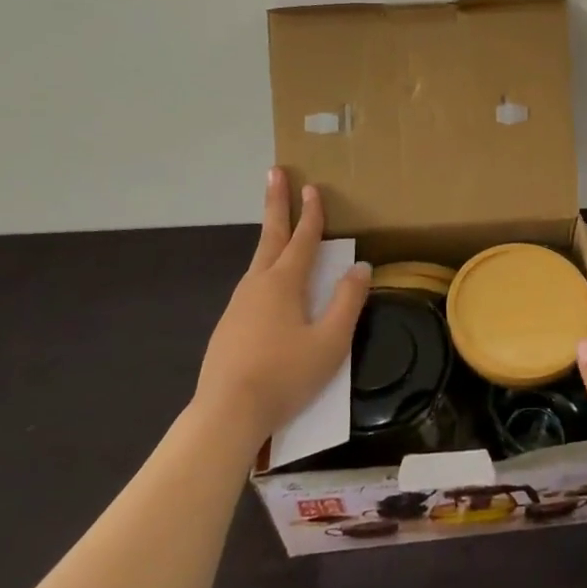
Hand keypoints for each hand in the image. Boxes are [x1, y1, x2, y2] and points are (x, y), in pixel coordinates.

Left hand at [195, 170, 370, 449]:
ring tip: (279, 227)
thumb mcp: (330, 341)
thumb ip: (348, 302)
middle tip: (274, 173)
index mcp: (284, 283)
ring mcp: (238, 305)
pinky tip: (269, 287)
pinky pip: (252, 286)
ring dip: (271, 237)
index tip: (313, 186)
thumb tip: (360, 268)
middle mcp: (257, 285)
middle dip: (276, 203)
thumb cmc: (284, 376)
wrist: (226, 414)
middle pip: (270, 236)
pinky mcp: (228, 327)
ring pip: (259, 261)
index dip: (311, 213)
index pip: (303, 238)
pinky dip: (264, 269)